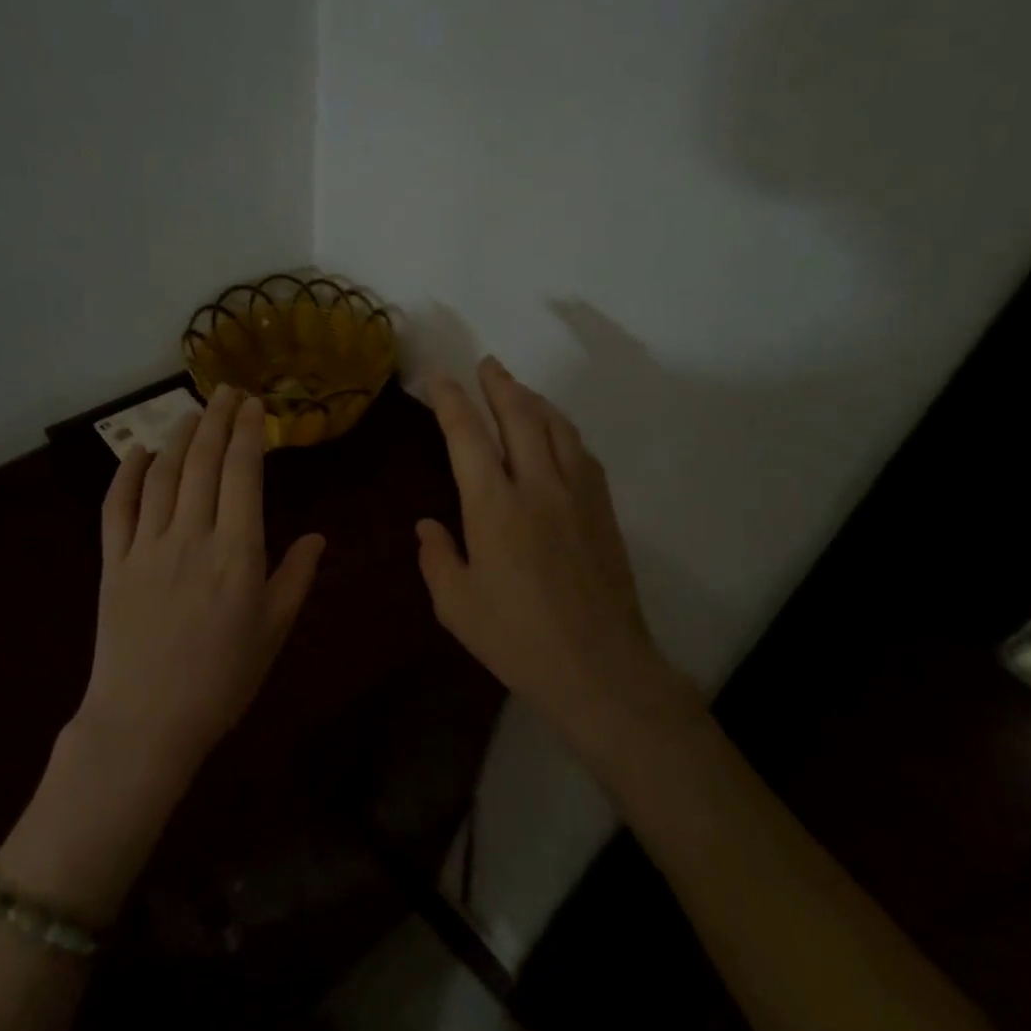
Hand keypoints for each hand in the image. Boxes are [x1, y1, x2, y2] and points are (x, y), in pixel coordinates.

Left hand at [77, 385, 325, 777]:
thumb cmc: (222, 681)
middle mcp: (191, 537)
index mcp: (237, 553)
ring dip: (178, 437)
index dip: (249, 434)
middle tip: (226, 391)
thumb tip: (317, 537)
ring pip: (162, 476)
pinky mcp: (113, 562)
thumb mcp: (273, 632)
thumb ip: (296, 578)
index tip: (254, 405)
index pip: (242, 475)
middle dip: (217, 420)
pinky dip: (126, 474)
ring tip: (192, 412)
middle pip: (202, 463)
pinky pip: (117, 507)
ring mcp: (146, 547)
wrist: (146, 722)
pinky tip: (137, 452)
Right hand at [417, 358, 692, 757]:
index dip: (451, 401)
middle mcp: (538, 487)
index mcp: (494, 507)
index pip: (467, 436)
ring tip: (518, 390)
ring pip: (557, 428)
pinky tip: (558, 435)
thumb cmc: (517, 639)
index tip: (439, 380)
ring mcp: (578, 495)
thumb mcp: (456, 606)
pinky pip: (582, 454)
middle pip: (520, 416)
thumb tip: (427, 525)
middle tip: (487, 364)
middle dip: (500, 384)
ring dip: (535, 401)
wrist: (598, 666)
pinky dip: (564, 431)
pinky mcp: (603, 511)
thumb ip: (437, 558)